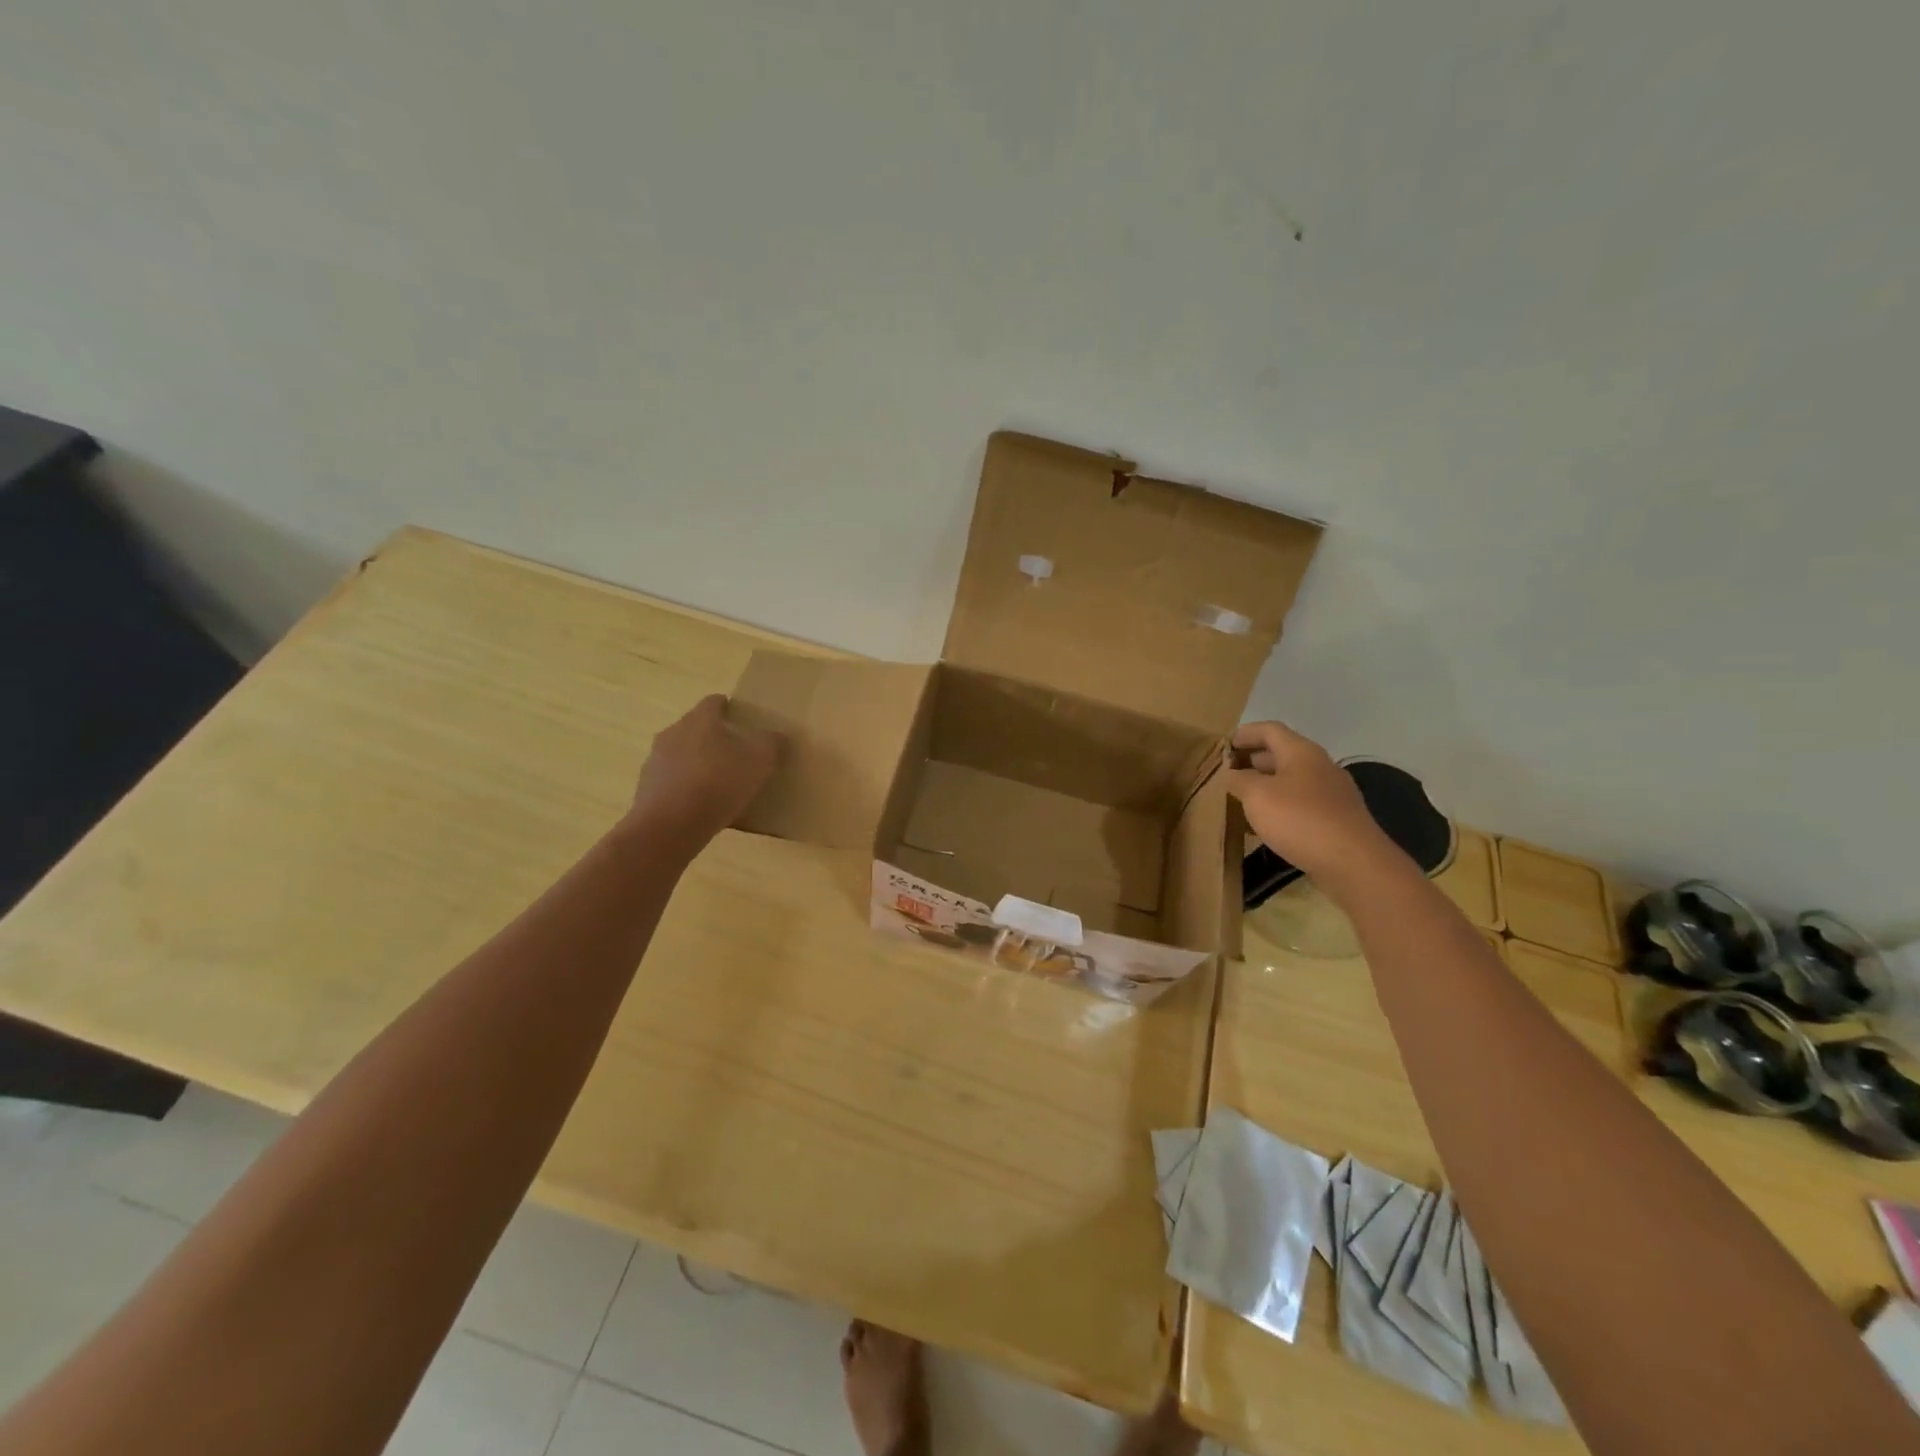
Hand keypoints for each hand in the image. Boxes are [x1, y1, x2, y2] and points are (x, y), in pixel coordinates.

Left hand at [627, 694, 783, 847]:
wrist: (670, 826)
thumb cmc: (718, 783)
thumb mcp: (759, 761)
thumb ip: (771, 743)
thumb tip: (777, 735)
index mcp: (700, 719)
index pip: (714, 702)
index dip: (730, 709)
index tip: (743, 721)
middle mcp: (673, 732)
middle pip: (696, 728)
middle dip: (714, 737)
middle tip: (736, 754)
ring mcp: (655, 761)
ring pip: (681, 754)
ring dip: (697, 763)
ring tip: (718, 784)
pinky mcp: (646, 788)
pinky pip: (671, 781)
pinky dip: (685, 788)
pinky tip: (701, 806)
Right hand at [1224, 721, 1395, 882]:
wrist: (1353, 862)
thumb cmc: (1300, 819)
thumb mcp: (1257, 795)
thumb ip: (1239, 780)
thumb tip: (1231, 774)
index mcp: (1301, 752)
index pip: (1270, 730)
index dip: (1244, 734)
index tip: (1223, 746)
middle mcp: (1320, 766)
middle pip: (1282, 753)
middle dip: (1253, 760)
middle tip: (1227, 773)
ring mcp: (1332, 793)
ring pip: (1291, 780)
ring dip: (1265, 785)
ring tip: (1242, 799)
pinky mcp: (1336, 819)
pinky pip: (1302, 803)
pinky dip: (1280, 806)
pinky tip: (1267, 825)